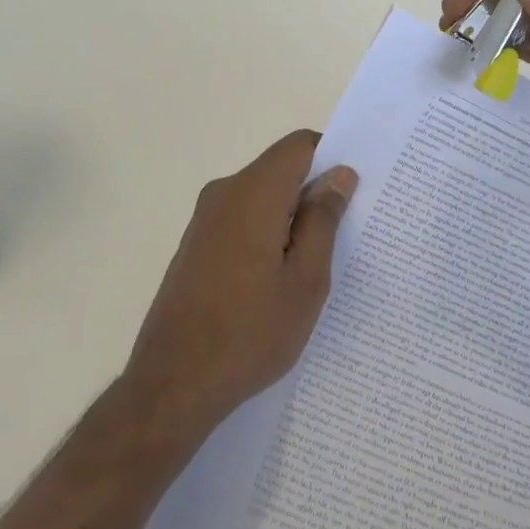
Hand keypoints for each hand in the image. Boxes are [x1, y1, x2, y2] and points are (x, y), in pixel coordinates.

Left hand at [124, 131, 357, 437]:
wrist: (173, 383)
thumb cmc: (250, 332)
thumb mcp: (306, 279)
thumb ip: (323, 219)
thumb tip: (339, 174)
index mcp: (254, 192)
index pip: (299, 145)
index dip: (331, 156)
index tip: (355, 190)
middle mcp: (224, 193)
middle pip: (279, 169)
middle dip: (314, 190)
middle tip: (347, 232)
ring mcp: (204, 219)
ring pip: (261, 195)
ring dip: (291, 216)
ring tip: (316, 261)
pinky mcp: (195, 244)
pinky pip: (241, 218)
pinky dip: (267, 231)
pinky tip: (278, 277)